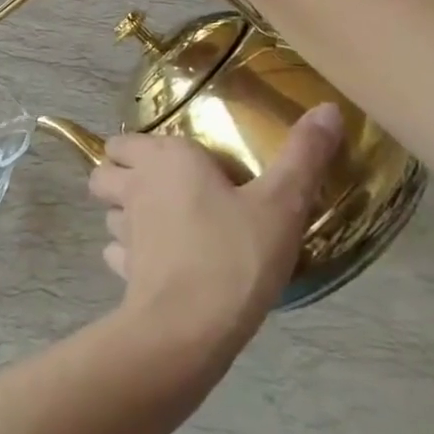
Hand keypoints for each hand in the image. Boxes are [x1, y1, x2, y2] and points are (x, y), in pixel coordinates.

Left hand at [89, 108, 345, 342]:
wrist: (192, 325)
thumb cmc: (235, 253)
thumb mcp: (283, 203)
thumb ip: (304, 155)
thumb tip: (328, 107)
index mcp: (166, 158)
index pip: (125, 140)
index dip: (142, 149)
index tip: (176, 162)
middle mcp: (136, 186)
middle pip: (104, 171)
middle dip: (119, 175)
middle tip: (158, 189)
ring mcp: (124, 230)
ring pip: (109, 212)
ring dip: (125, 215)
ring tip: (160, 226)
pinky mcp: (123, 271)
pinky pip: (117, 255)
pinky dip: (130, 256)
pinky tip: (158, 265)